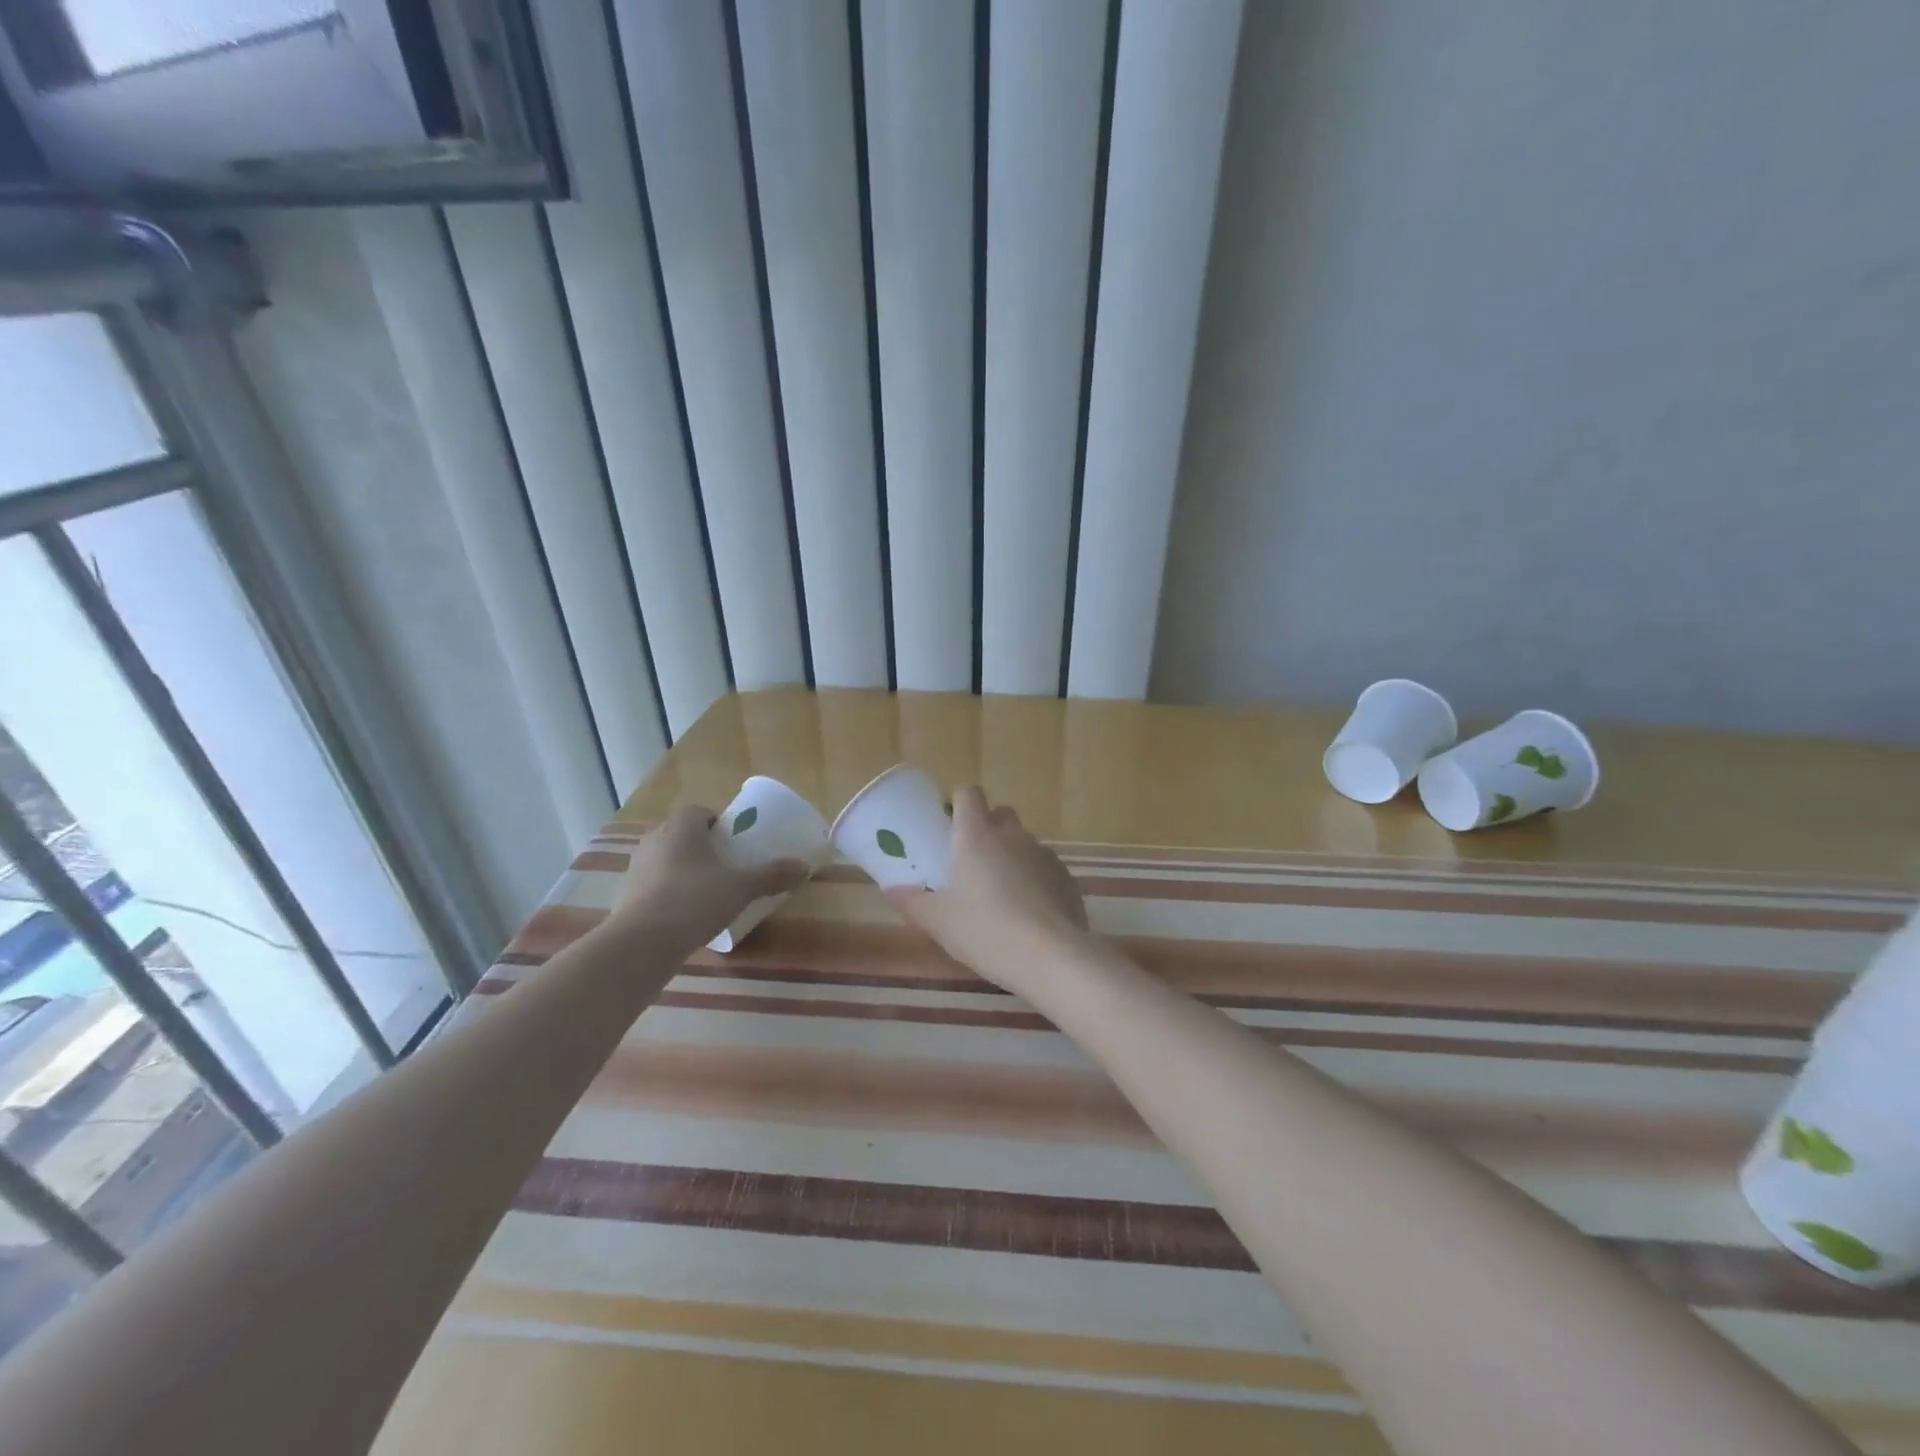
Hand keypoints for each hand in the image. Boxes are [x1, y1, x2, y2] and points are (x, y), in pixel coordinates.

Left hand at [610, 805, 808, 951]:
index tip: (735, 840)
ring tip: (708, 889)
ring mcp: (637, 867)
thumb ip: (772, 875)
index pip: (699, 811)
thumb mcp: (741, 887)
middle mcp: (655, 839)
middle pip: (682, 833)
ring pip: (666, 858)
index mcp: (682, 827)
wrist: (643, 942)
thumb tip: (804, 867)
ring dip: (685, 868)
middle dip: (702, 845)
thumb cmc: (695, 900)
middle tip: (726, 864)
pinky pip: (655, 883)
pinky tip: (687, 912)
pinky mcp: (627, 894)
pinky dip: (670, 890)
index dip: (718, 822)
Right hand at [883, 787, 1089, 994]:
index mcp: (976, 836)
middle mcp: (1012, 836)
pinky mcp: (1066, 877)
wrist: (1050, 956)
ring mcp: (1043, 854)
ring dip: (1012, 855)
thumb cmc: (985, 931)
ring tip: (1001, 892)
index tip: (950, 824)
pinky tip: (1030, 910)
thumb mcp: (939, 921)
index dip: (959, 803)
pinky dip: (1036, 878)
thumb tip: (890, 889)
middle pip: (1000, 814)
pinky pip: (1045, 866)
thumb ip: (912, 901)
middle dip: (988, 827)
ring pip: (1024, 841)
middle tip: (972, 861)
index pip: (969, 794)